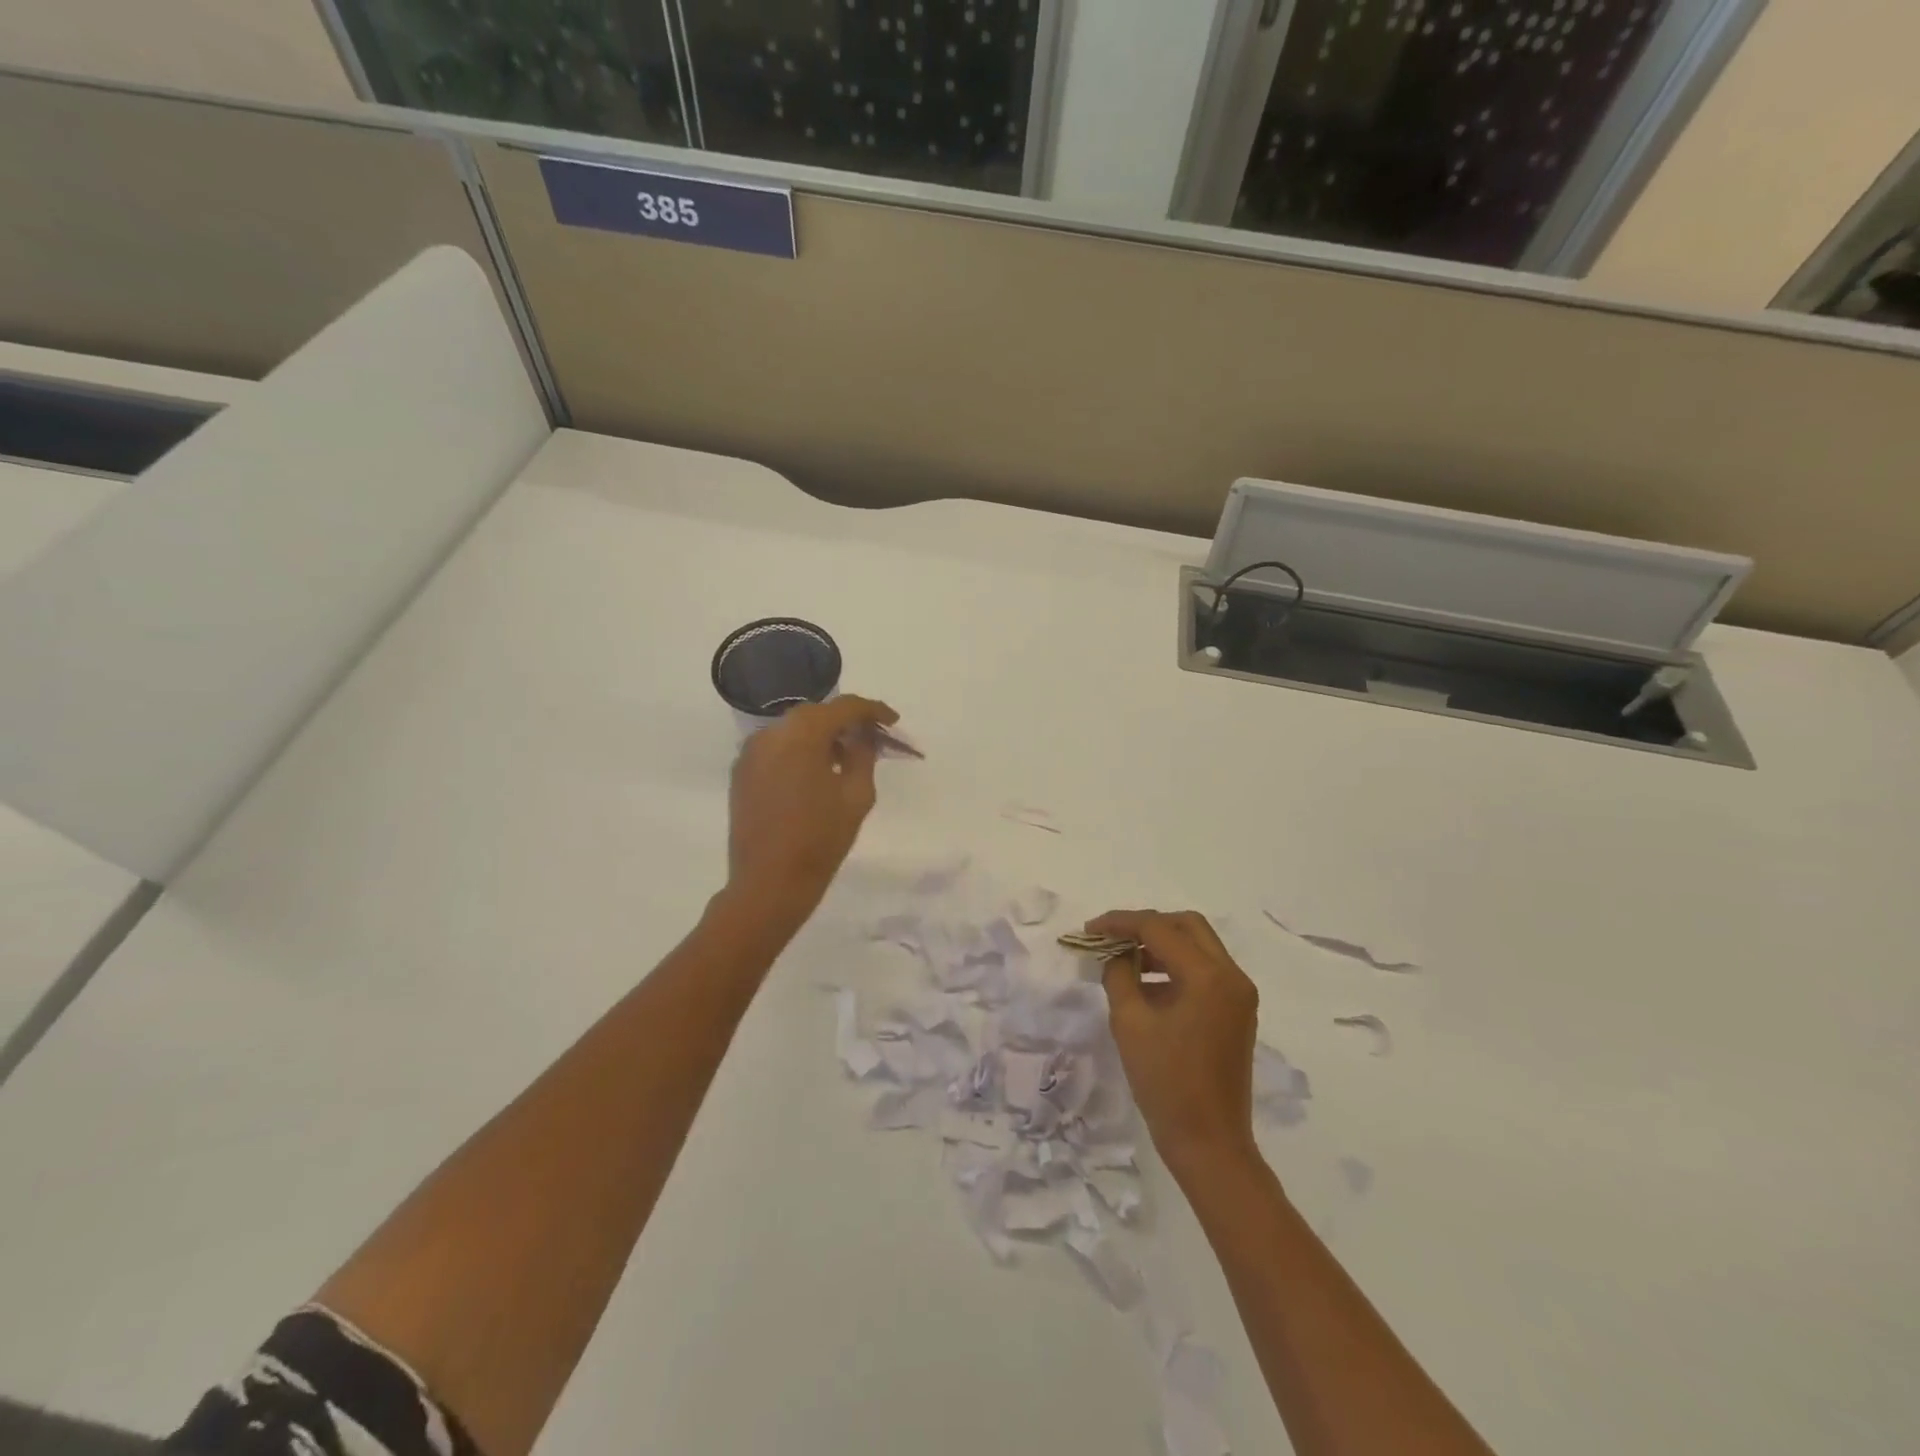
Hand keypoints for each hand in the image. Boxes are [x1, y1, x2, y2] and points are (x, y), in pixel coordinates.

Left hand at [727, 696, 897, 925]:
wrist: (768, 883)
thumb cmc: (820, 839)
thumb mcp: (856, 795)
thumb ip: (863, 755)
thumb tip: (863, 736)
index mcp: (802, 734)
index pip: (844, 708)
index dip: (872, 710)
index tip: (892, 721)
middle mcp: (771, 733)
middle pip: (816, 714)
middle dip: (845, 722)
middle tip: (871, 739)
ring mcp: (751, 752)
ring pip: (793, 731)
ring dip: (820, 736)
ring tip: (844, 758)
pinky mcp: (741, 773)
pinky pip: (776, 749)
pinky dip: (798, 752)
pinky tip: (816, 773)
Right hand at [1091, 909, 1261, 1179]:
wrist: (1209, 1143)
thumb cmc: (1165, 1083)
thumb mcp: (1130, 1022)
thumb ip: (1119, 974)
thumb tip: (1116, 953)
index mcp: (1208, 976)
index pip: (1159, 928)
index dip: (1121, 923)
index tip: (1089, 928)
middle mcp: (1231, 976)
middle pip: (1187, 926)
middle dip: (1146, 925)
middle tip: (1111, 938)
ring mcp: (1239, 994)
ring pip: (1198, 946)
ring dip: (1161, 944)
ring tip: (1123, 959)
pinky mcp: (1237, 1012)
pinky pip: (1205, 970)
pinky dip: (1175, 966)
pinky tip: (1146, 983)